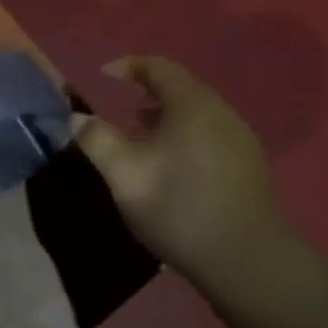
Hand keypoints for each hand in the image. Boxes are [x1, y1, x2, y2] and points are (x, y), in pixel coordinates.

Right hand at [74, 56, 279, 273]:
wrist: (246, 262)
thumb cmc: (177, 207)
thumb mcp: (124, 174)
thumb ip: (97, 139)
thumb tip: (76, 117)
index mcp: (192, 105)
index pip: (159, 67)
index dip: (128, 66)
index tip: (103, 76)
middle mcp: (222, 113)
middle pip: (181, 87)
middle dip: (147, 91)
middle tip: (120, 108)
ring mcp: (241, 139)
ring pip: (198, 112)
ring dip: (166, 115)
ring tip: (141, 136)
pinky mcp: (250, 166)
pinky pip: (211, 133)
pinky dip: (185, 134)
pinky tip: (172, 163)